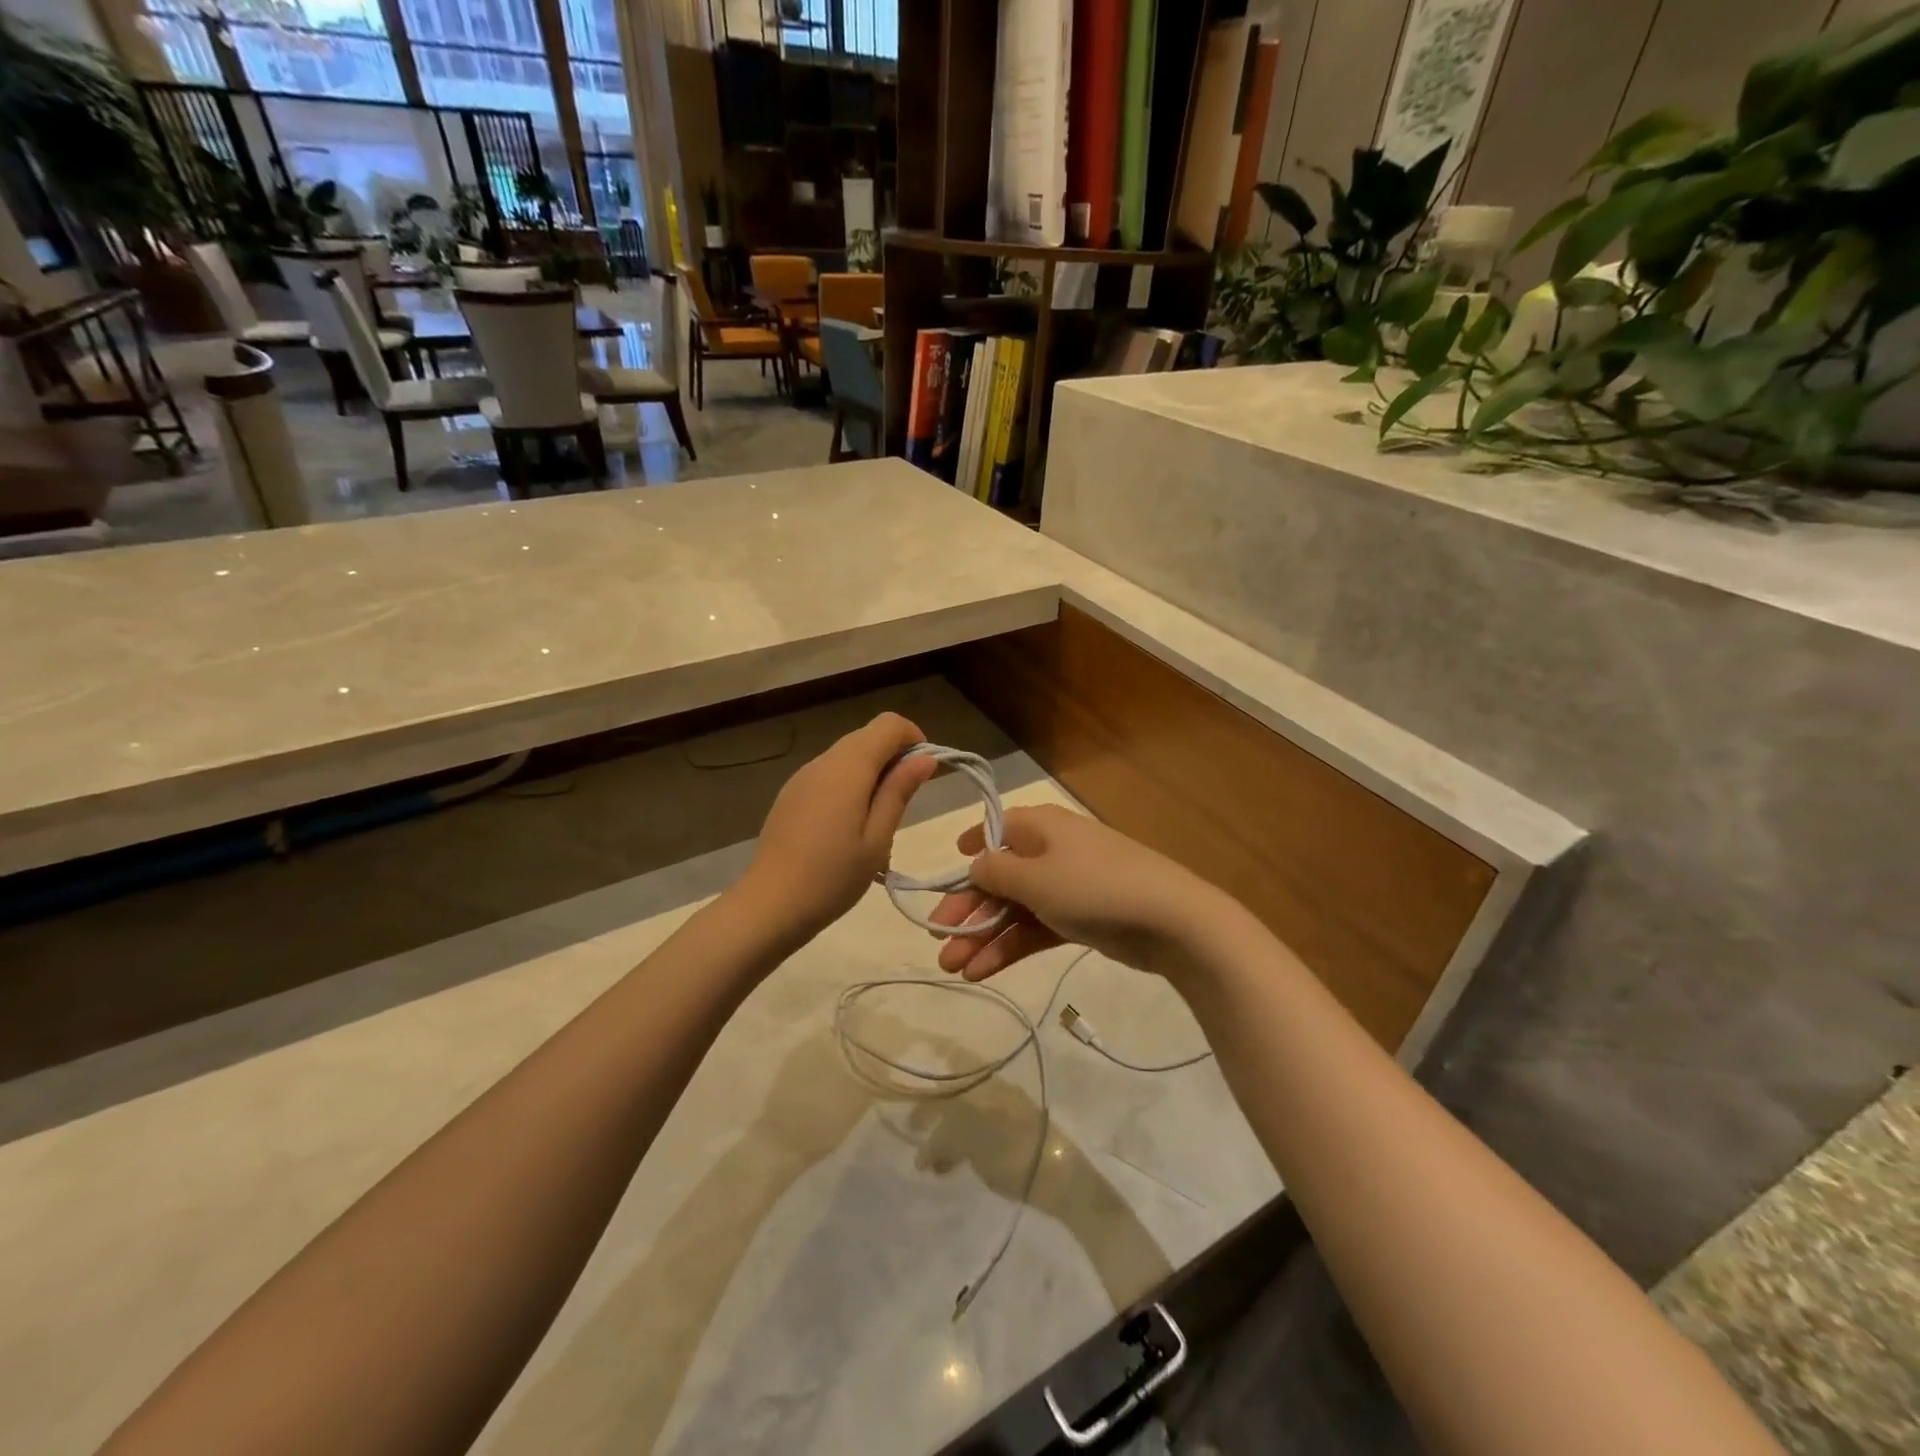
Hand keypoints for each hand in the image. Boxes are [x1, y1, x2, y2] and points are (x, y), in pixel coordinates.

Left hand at [737, 712, 939, 942]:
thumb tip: (926, 758)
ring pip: (847, 755)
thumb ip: (899, 791)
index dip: (913, 738)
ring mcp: (802, 777)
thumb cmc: (833, 876)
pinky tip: (848, 826)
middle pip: (867, 736)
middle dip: (894, 757)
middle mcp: (823, 761)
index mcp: (848, 767)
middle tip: (905, 802)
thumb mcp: (877, 838)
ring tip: (878, 821)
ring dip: (872, 773)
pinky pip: (829, 774)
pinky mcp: (791, 794)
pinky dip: (849, 784)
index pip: (889, 724)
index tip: (923, 774)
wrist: (770, 905)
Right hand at [927, 804, 1233, 982]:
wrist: (1170, 921)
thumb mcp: (1034, 877)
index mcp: (1040, 826)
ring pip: (1015, 909)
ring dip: (984, 937)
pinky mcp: (1081, 919)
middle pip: (999, 878)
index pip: (995, 829)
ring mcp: (1067, 886)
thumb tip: (975, 865)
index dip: (968, 851)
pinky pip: (1036, 929)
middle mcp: (1050, 851)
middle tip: (939, 944)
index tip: (944, 877)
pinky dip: (1011, 947)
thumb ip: (995, 871)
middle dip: (968, 911)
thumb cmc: (1093, 886)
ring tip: (955, 970)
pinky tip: (983, 971)